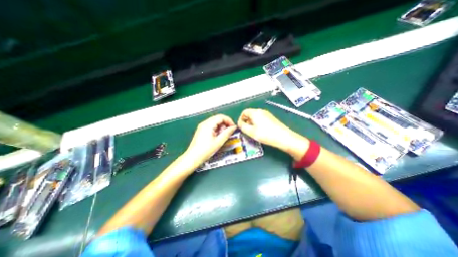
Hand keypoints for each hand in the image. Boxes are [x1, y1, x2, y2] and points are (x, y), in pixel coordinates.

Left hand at [183, 114, 237, 164]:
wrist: (193, 157)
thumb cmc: (205, 150)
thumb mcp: (218, 142)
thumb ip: (227, 133)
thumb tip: (233, 128)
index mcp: (208, 124)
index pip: (221, 117)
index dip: (229, 121)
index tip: (233, 127)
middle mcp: (204, 123)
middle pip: (218, 119)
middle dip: (225, 124)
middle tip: (228, 133)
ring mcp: (202, 127)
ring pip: (215, 123)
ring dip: (221, 128)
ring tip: (222, 136)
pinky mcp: (201, 130)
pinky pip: (211, 126)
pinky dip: (216, 130)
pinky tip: (217, 137)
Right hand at [238, 108, 308, 158]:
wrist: (283, 137)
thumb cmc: (266, 134)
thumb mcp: (251, 132)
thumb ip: (242, 127)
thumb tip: (239, 124)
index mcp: (255, 113)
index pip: (244, 112)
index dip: (240, 119)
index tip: (241, 127)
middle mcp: (261, 111)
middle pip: (250, 114)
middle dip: (246, 121)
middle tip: (246, 130)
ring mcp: (267, 114)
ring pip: (256, 117)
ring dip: (252, 123)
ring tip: (253, 132)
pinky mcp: (271, 118)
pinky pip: (261, 119)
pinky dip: (258, 123)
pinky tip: (260, 131)